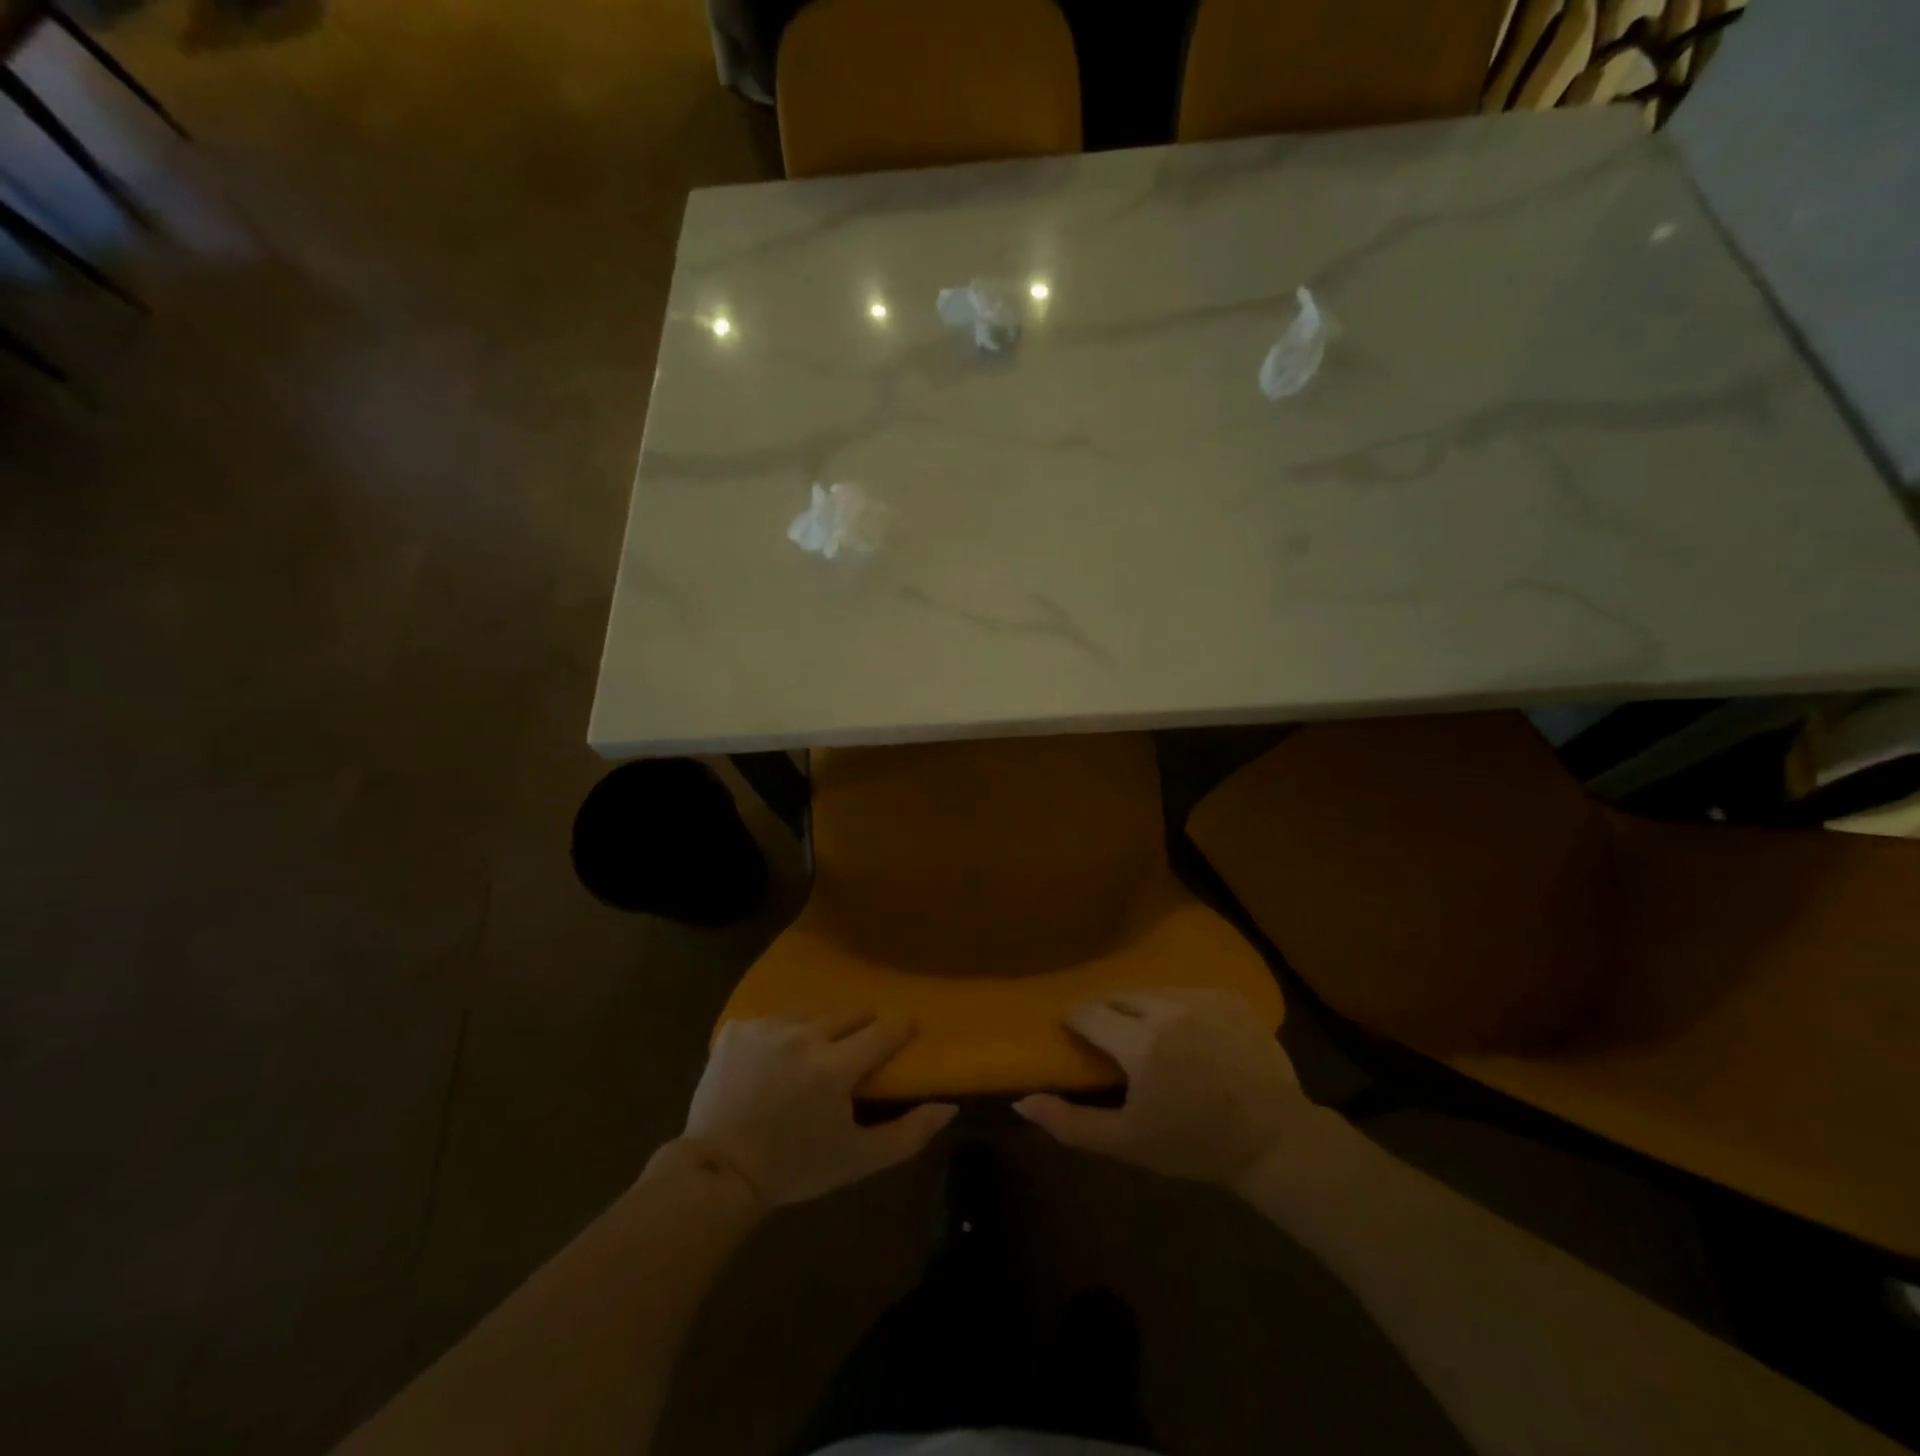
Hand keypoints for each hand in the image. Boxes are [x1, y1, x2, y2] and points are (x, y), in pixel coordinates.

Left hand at [683, 1012, 956, 1208]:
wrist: (719, 1173)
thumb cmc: (795, 1167)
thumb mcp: (858, 1159)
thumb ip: (909, 1133)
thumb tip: (949, 1106)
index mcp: (834, 1067)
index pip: (883, 1030)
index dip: (899, 1029)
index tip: (906, 1031)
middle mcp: (802, 1036)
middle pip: (850, 1013)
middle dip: (861, 1028)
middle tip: (857, 1052)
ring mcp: (766, 1027)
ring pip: (812, 1013)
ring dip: (820, 1030)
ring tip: (813, 1057)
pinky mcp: (737, 1027)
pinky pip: (774, 1019)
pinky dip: (781, 1035)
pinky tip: (774, 1061)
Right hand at [1014, 989, 1312, 1190]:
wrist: (1273, 1141)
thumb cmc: (1194, 1145)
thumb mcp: (1127, 1142)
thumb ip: (1070, 1123)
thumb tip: (1021, 1100)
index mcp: (1140, 1042)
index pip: (1089, 1012)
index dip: (1075, 1020)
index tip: (1072, 1031)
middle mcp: (1168, 1009)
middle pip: (1120, 996)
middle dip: (1107, 1011)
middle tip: (1107, 1036)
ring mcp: (1203, 999)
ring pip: (1154, 991)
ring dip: (1140, 1006)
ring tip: (1143, 1030)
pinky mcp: (1230, 999)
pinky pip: (1188, 992)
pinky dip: (1177, 1006)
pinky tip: (1184, 1030)